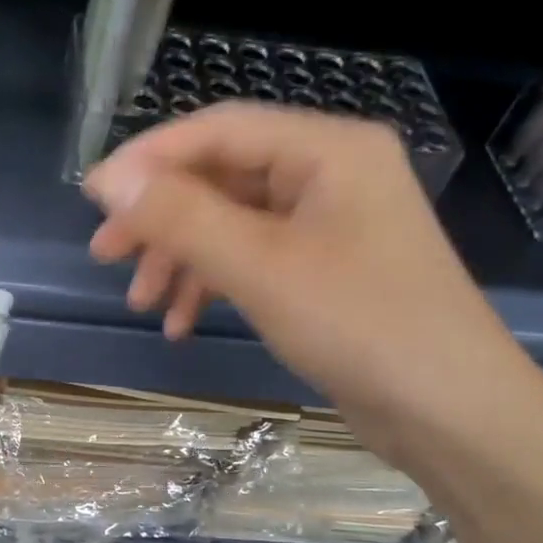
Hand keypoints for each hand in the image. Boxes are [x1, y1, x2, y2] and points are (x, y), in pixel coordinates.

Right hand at [83, 104, 538, 459]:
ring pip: (231, 223)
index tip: (92, 198)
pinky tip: (183, 323)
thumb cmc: (362, 327)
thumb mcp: (261, 268)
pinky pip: (253, 260)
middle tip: (107, 256)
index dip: (149, 159)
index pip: (220, 130)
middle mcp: (329, 173)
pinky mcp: (324, 270)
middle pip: (222, 177)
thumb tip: (110, 182)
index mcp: (328, 149)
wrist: (450, 413)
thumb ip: (182, 218)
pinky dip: (213, 285)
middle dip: (161, 219)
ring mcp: (329, 224)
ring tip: (142, 304)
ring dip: (182, 259)